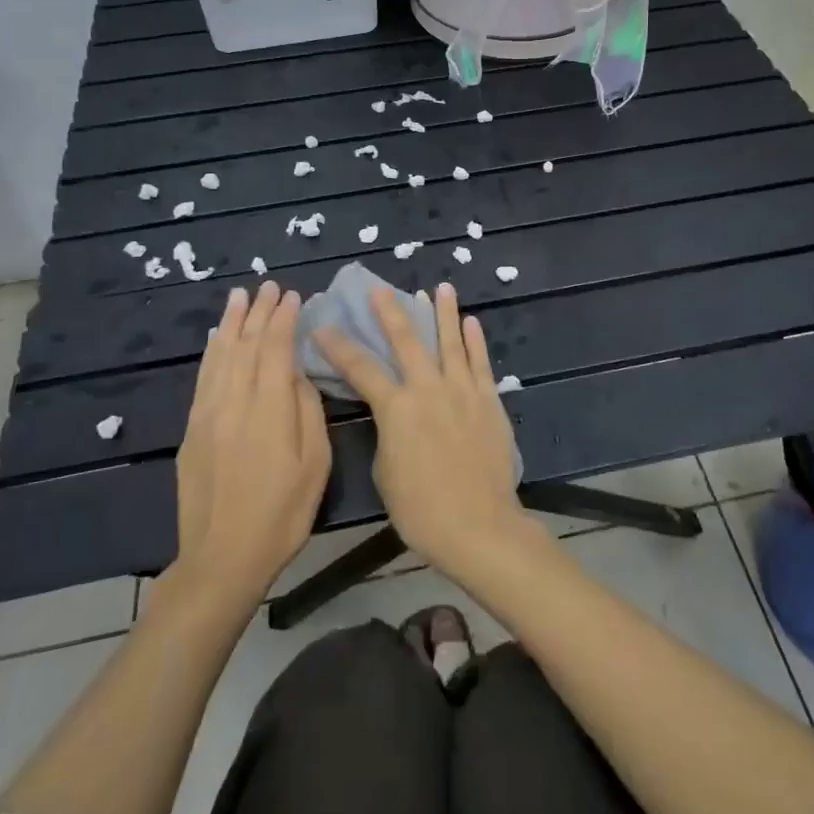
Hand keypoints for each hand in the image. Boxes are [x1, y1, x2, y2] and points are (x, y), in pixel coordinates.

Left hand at [172, 283, 330, 608]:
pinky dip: (211, 352)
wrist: (223, 558)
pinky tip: (217, 337)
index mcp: (268, 410)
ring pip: (221, 356)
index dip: (283, 319)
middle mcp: (234, 403)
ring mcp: (208, 415)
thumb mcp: (315, 464)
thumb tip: (298, 374)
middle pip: (246, 345)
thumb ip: (308, 411)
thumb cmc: (282, 513)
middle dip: (259, 312)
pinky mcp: (192, 430)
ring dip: (232, 322)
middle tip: (269, 286)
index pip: (275, 349)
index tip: (292, 296)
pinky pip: (203, 378)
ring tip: (240, 295)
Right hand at [316, 283, 526, 578]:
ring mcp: (462, 391)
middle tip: (381, 289)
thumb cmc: (422, 509)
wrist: (478, 525)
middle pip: (407, 341)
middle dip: (391, 312)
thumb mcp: (386, 472)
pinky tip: (471, 322)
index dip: (340, 347)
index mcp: (396, 408)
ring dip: (444, 312)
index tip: (324, 327)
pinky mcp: (489, 401)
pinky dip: (475, 341)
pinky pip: (481, 364)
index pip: (361, 369)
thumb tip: (396, 417)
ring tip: (440, 287)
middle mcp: (428, 389)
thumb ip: (388, 434)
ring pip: (451, 342)